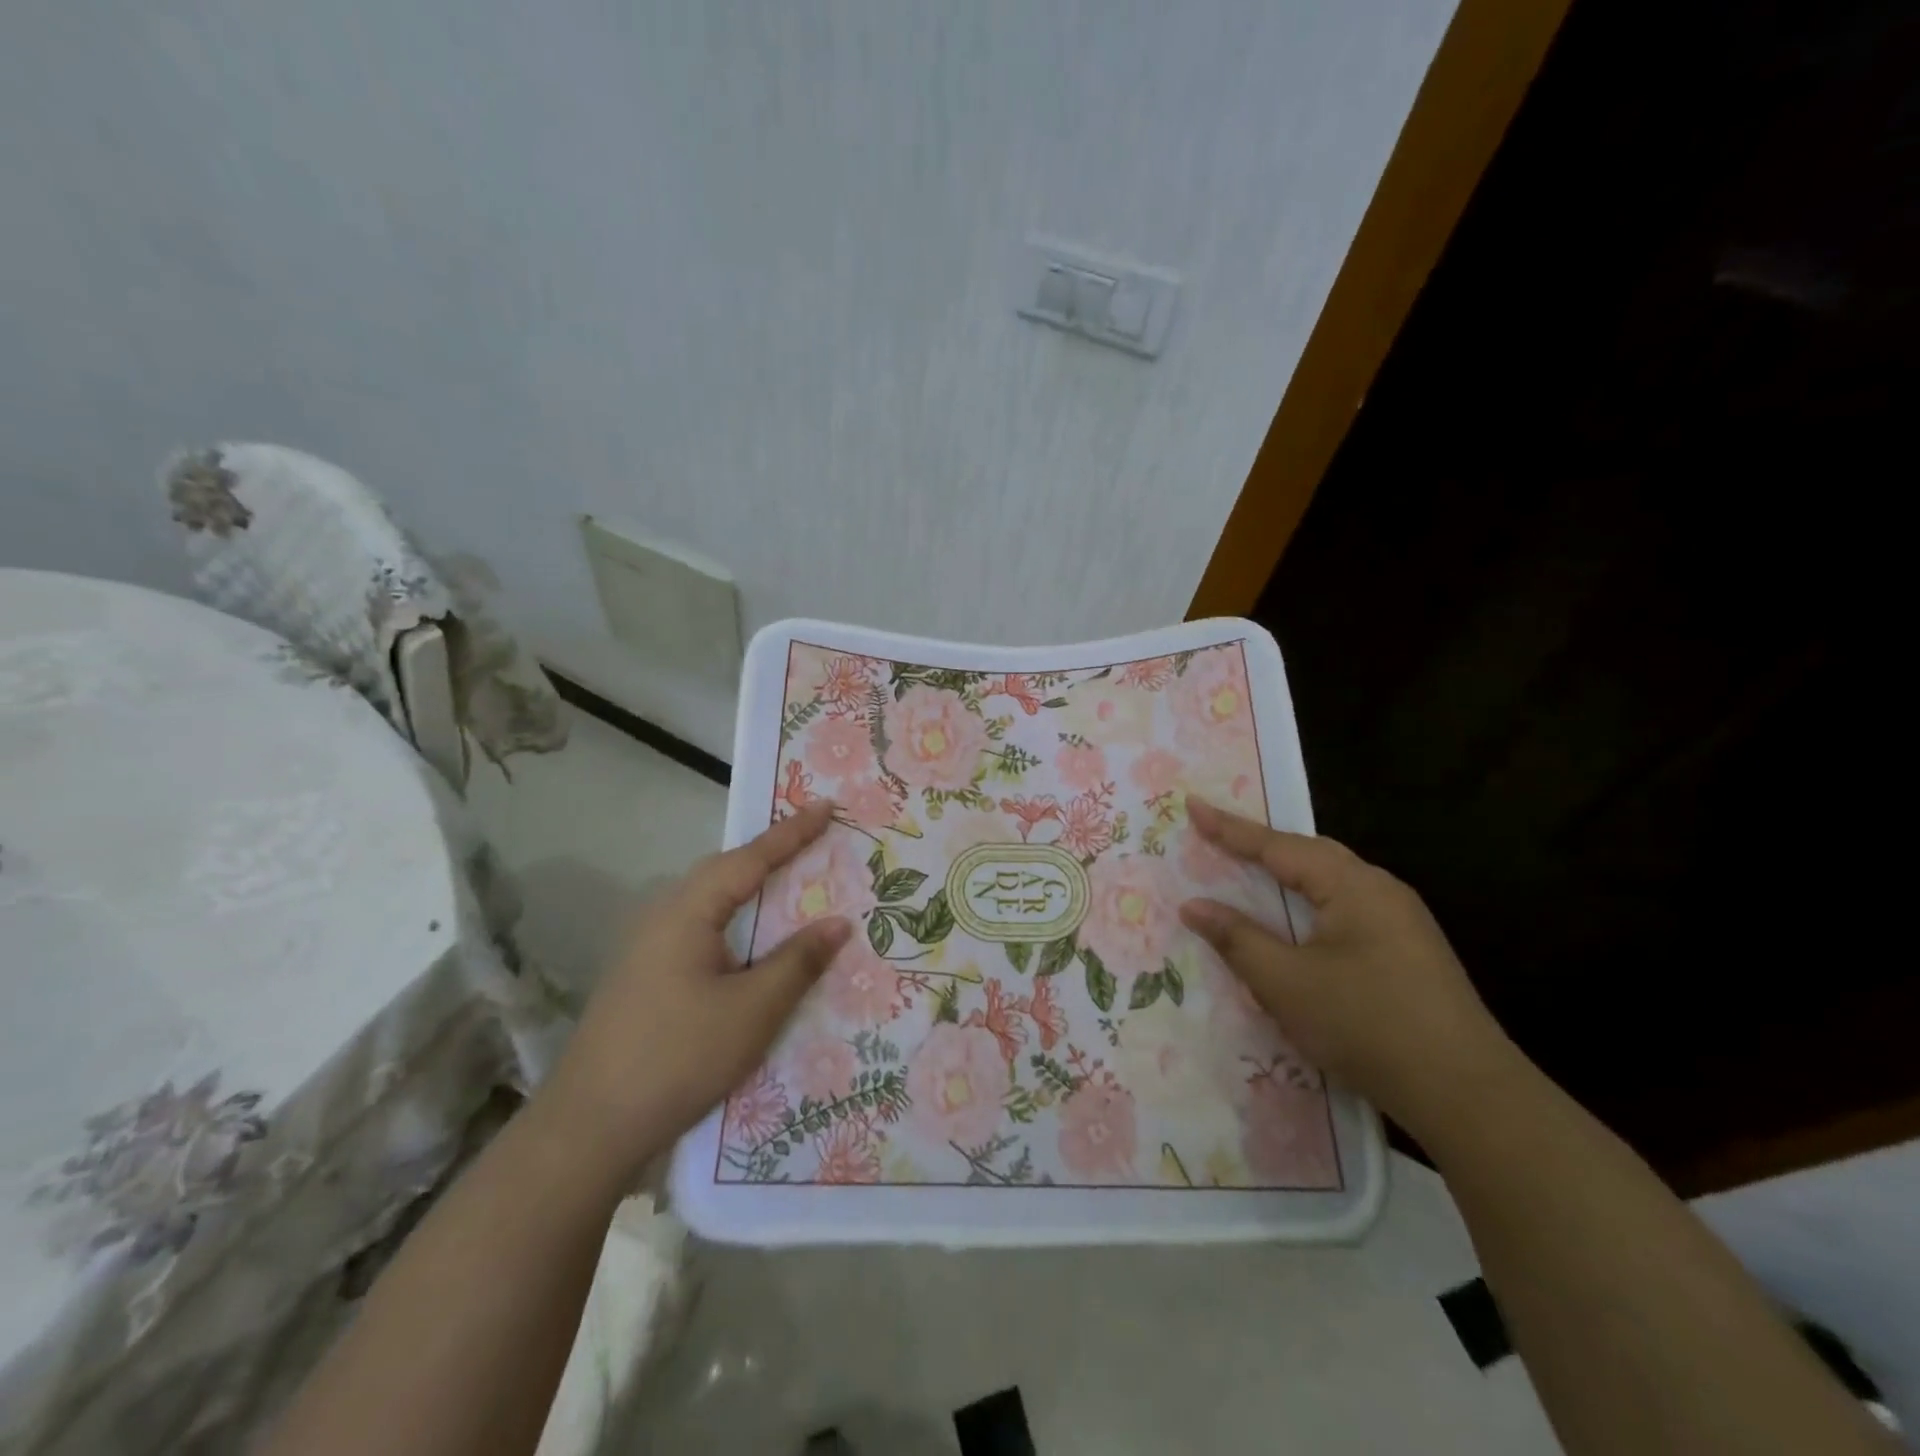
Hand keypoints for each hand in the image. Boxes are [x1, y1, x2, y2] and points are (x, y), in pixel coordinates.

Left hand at [540, 801, 851, 1187]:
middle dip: (772, 854)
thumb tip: (839, 922)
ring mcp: (650, 947)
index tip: (827, 806)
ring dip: (756, 890)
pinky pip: (705, 930)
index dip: (793, 832)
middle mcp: (665, 915)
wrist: (588, 1129)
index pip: (751, 858)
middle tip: (816, 840)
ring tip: (796, 883)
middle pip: (727, 872)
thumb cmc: (678, 1057)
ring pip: (714, 903)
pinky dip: (740, 922)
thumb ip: (798, 961)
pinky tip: (757, 943)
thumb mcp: (753, 1010)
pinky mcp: (648, 975)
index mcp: (688, 911)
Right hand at [1178, 800, 1520, 1139]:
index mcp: (1353, 885)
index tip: (1192, 804)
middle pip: (1310, 854)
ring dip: (1287, 875)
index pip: (1277, 846)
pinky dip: (1309, 903)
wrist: (1468, 1095)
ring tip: (1250, 871)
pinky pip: (1346, 908)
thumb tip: (1194, 905)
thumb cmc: (1366, 1025)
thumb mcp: (1286, 983)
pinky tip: (1298, 923)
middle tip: (1218, 835)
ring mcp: (1402, 921)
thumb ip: (1237, 938)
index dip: (1229, 828)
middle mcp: (1381, 890)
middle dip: (1261, 844)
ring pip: (1331, 882)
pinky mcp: (1409, 951)